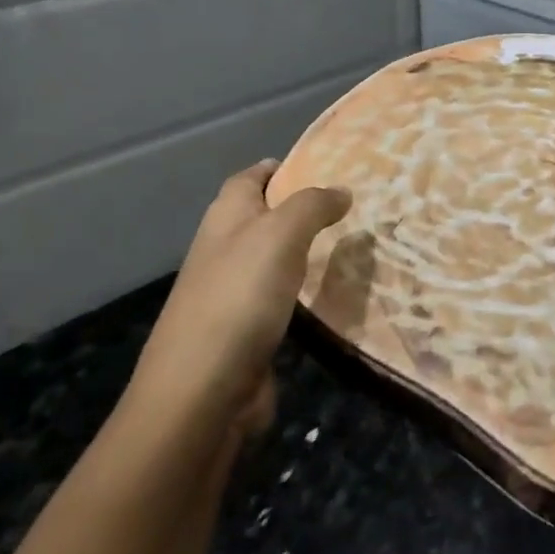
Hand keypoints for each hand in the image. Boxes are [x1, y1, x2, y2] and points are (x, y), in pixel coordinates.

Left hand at [126, 159, 350, 446]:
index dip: (278, 168)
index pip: (249, 178)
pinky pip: (280, 297)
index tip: (320, 164)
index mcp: (225, 218)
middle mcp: (224, 250)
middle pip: (262, 217)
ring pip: (273, 258)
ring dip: (305, 250)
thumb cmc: (240, 297)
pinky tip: (331, 292)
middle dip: (299, 208)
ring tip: (351, 242)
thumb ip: (312, 206)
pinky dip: (303, 290)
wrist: (203, 389)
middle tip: (350, 205)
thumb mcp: (280, 235)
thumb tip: (341, 190)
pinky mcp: (245, 330)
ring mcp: (232, 293)